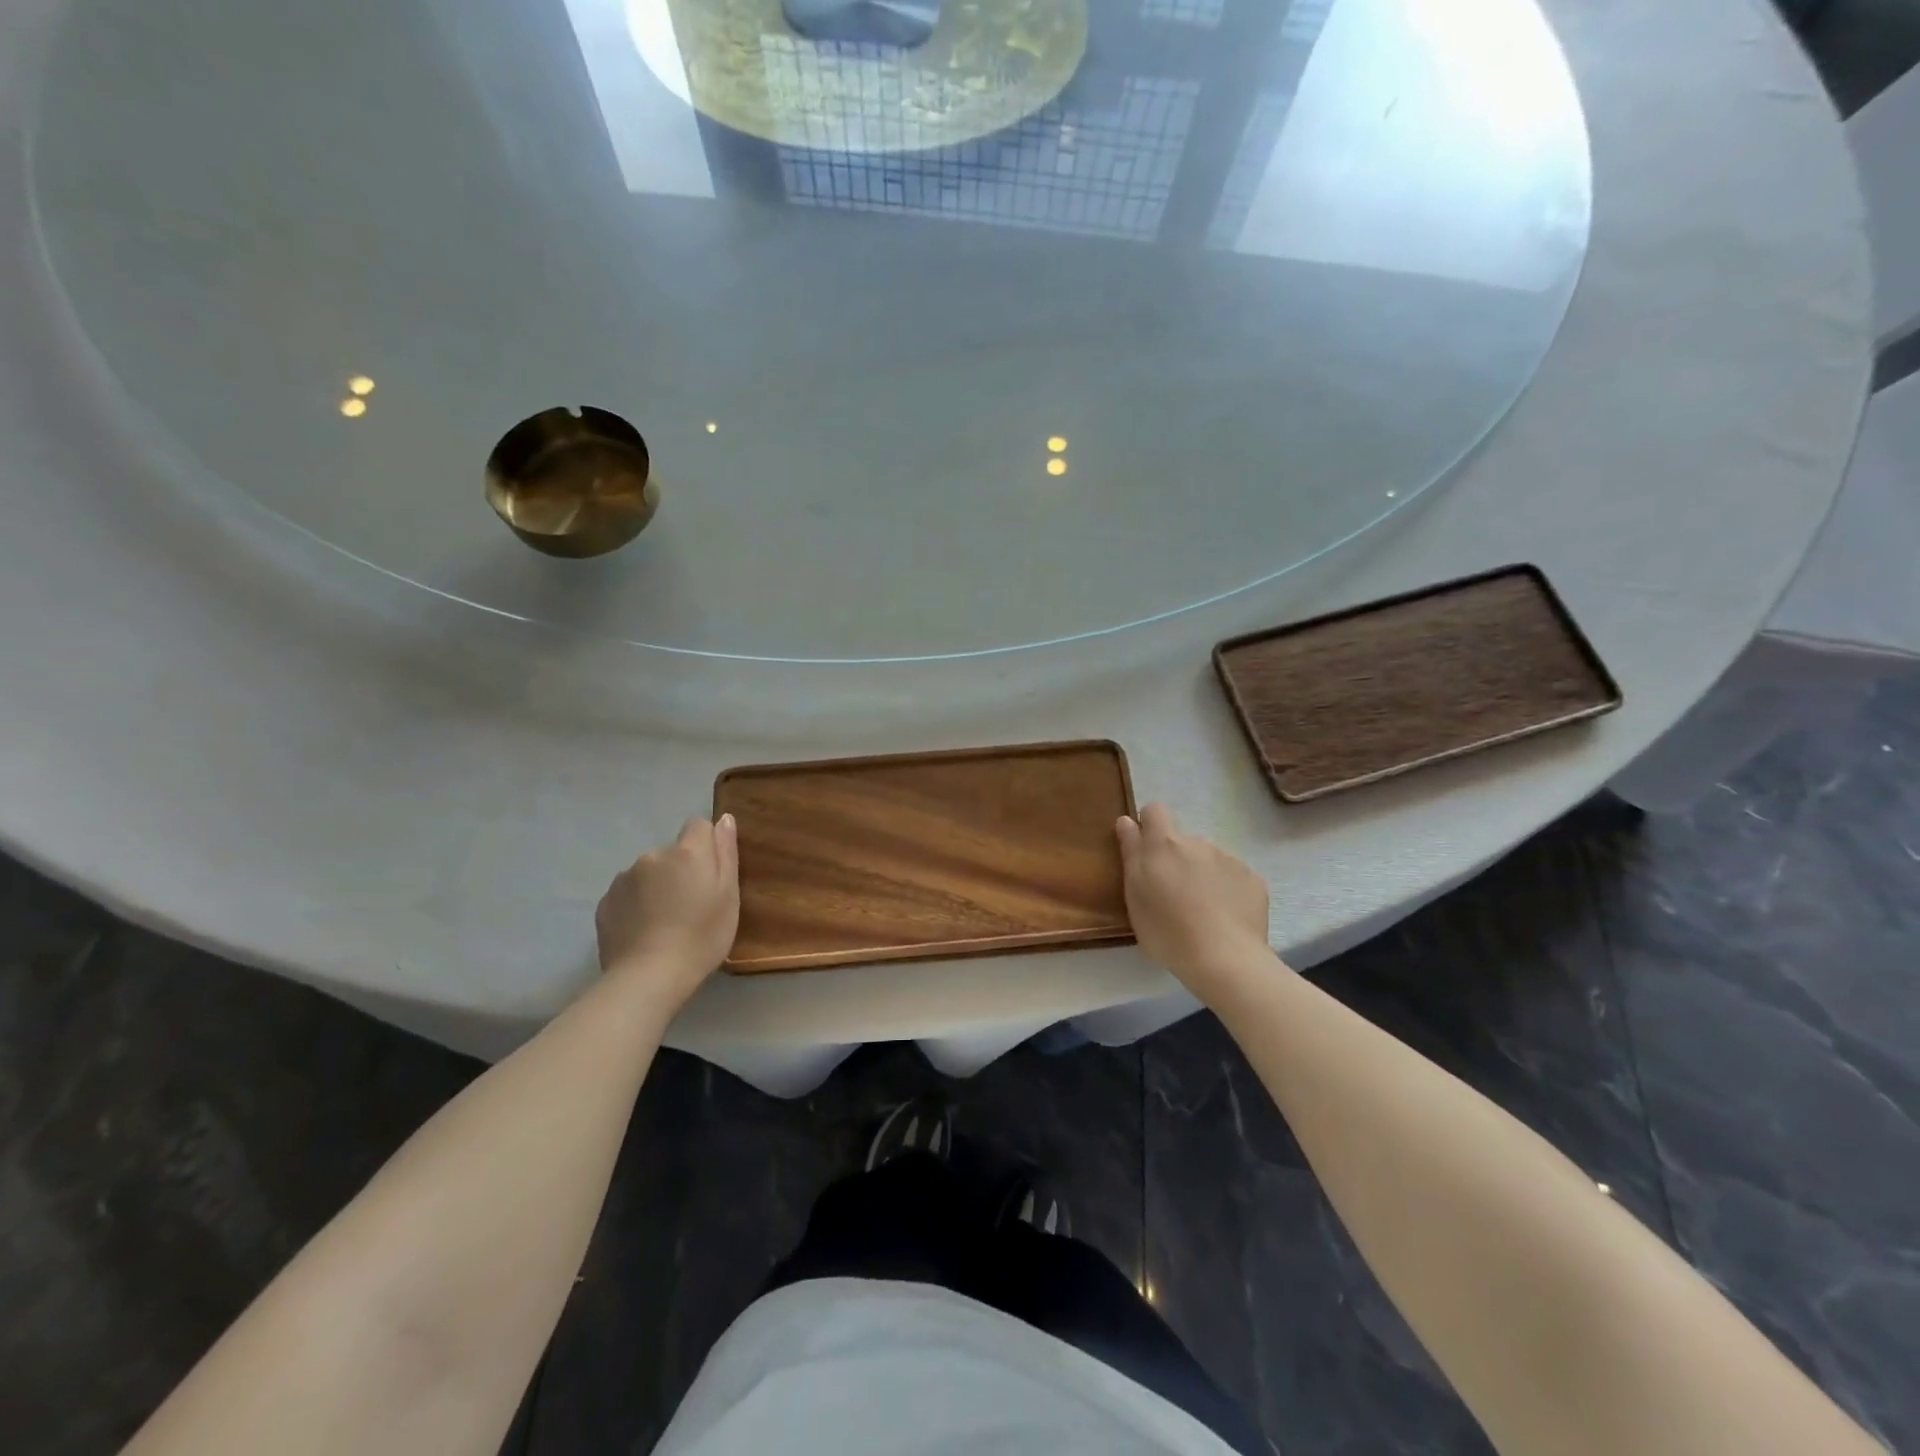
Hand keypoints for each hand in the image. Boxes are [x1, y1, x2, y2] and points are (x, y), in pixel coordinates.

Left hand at [595, 815, 739, 1009]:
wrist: (648, 978)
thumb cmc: (701, 937)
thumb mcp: (728, 896)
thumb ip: (725, 853)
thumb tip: (724, 818)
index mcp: (686, 852)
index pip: (698, 825)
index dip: (707, 845)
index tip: (711, 874)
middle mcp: (652, 856)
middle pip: (673, 852)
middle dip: (681, 869)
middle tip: (691, 906)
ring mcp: (624, 878)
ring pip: (649, 872)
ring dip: (658, 886)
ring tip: (665, 922)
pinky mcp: (605, 902)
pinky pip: (628, 893)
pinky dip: (637, 904)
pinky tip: (644, 931)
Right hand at [1116, 803, 1272, 999]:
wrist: (1225, 960)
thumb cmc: (1167, 930)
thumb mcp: (1135, 894)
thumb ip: (1131, 852)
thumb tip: (1126, 820)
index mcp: (1165, 844)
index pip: (1154, 811)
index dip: (1148, 825)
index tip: (1145, 851)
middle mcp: (1198, 842)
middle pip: (1182, 841)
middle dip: (1176, 859)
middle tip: (1172, 895)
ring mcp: (1230, 859)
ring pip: (1209, 859)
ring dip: (1202, 875)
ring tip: (1202, 911)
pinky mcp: (1253, 880)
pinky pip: (1234, 877)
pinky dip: (1227, 890)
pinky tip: (1225, 918)